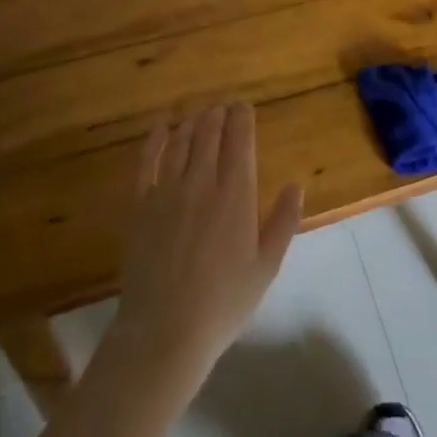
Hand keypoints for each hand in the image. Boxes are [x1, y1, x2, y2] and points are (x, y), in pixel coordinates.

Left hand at [111, 105, 303, 380]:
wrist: (164, 330)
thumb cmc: (224, 302)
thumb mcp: (266, 267)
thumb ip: (283, 222)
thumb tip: (297, 186)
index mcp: (236, 195)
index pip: (240, 142)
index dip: (242, 119)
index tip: (244, 106)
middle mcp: (202, 183)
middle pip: (209, 135)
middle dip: (218, 115)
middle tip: (223, 106)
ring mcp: (166, 192)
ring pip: (181, 142)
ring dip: (192, 123)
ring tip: (200, 114)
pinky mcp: (139, 206)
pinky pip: (147, 162)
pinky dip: (155, 140)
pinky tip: (160, 129)